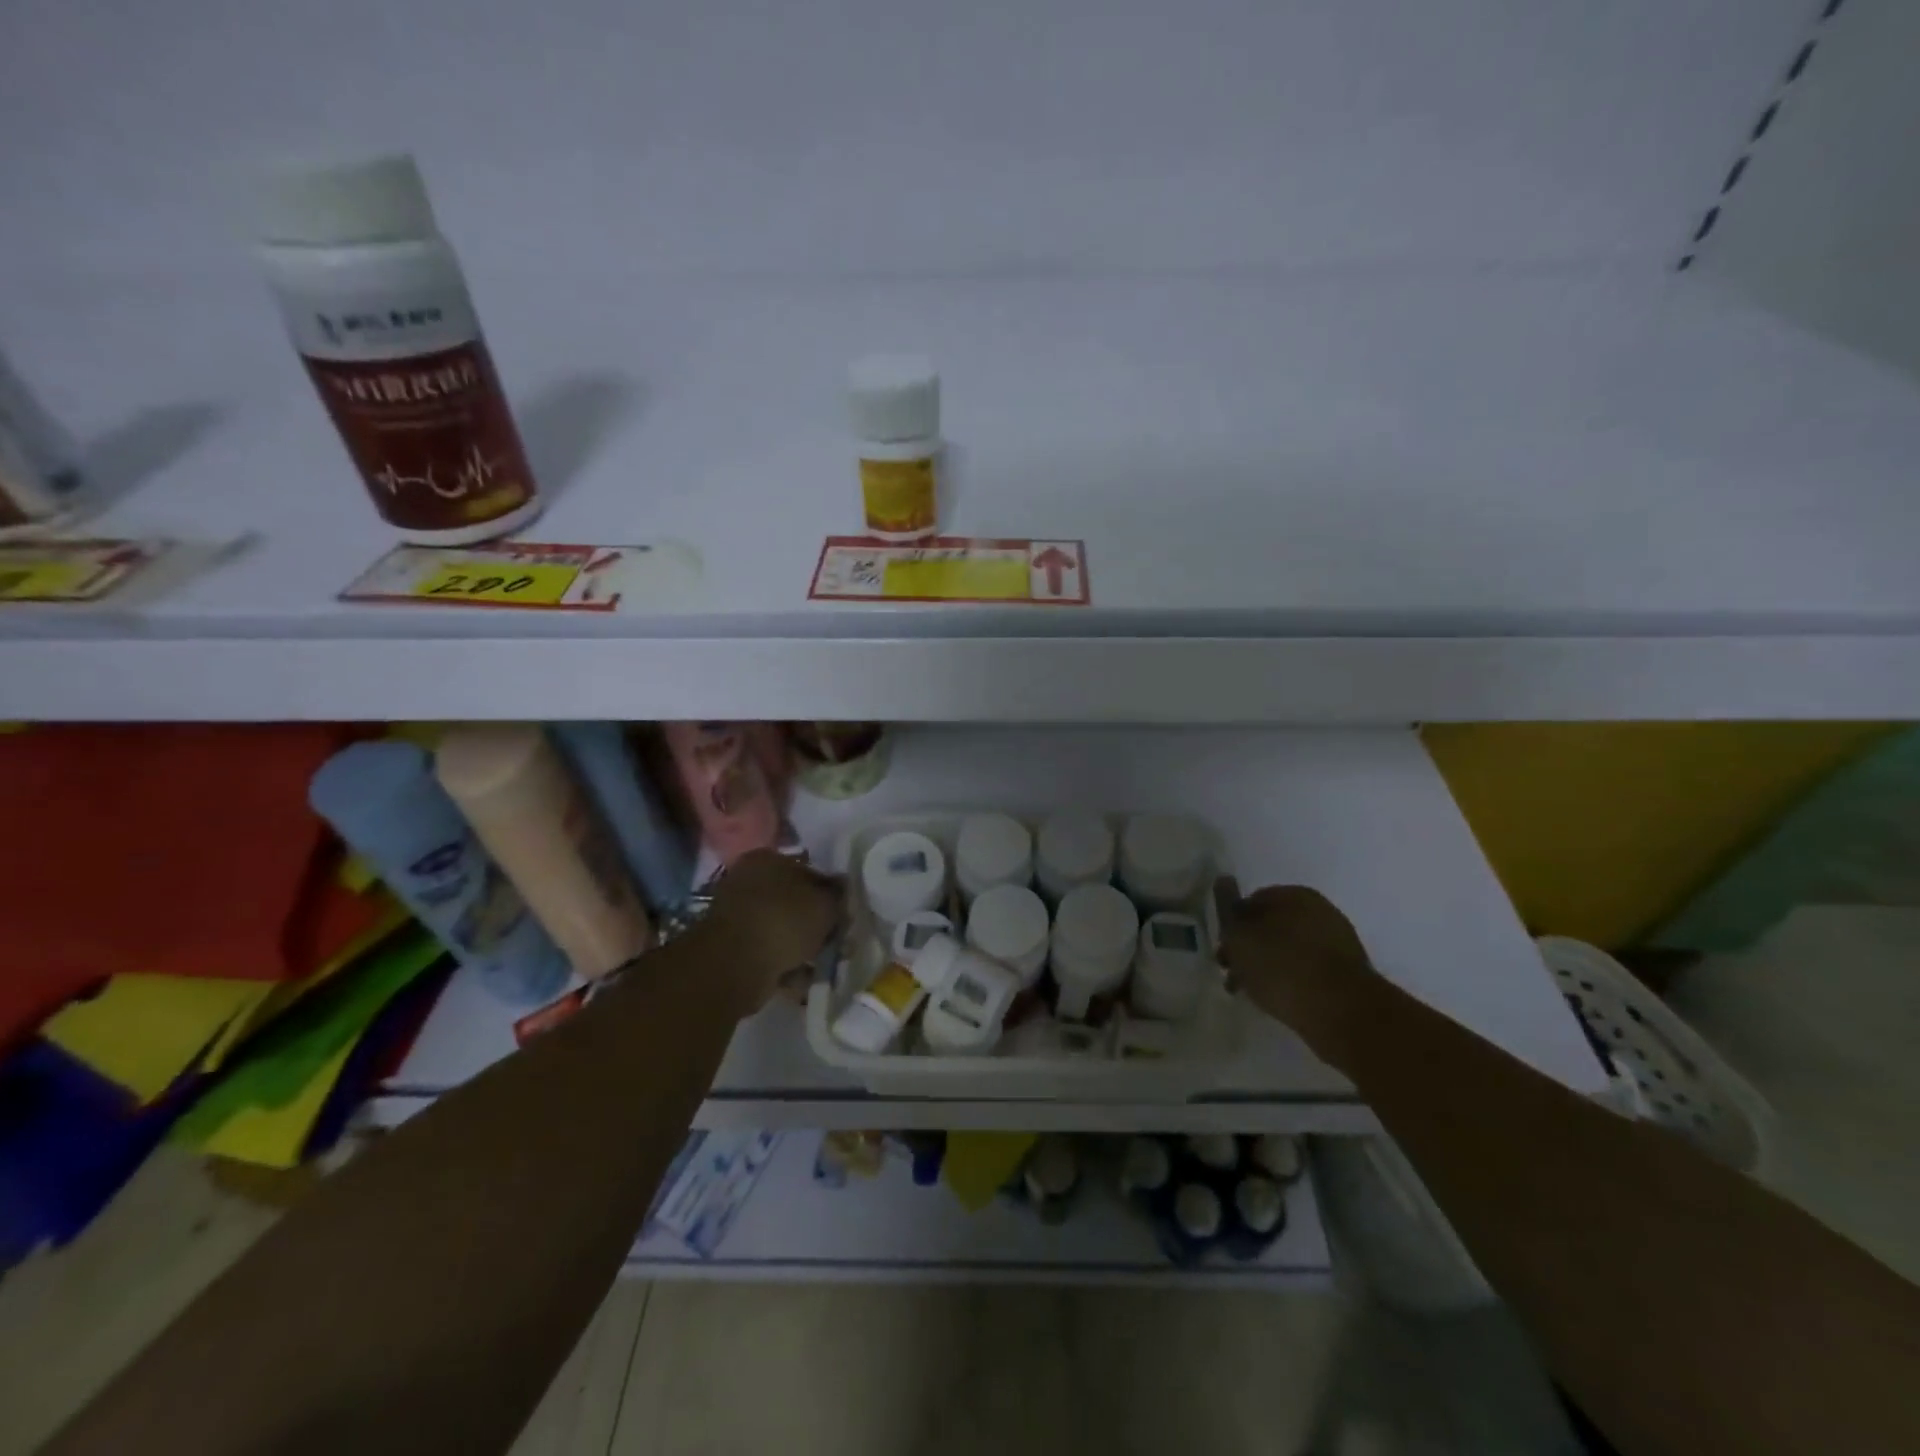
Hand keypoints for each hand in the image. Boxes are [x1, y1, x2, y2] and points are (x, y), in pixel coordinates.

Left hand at [703, 850, 842, 1013]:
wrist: (735, 965)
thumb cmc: (783, 921)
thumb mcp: (825, 904)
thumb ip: (837, 896)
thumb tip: (841, 892)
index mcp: (768, 859)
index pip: (808, 870)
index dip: (830, 892)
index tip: (843, 913)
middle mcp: (748, 882)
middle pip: (793, 901)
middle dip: (815, 923)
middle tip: (836, 941)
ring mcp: (736, 916)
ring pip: (781, 929)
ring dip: (801, 947)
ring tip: (821, 964)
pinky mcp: (731, 949)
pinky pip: (768, 954)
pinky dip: (784, 966)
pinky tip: (801, 979)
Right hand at [1214, 878, 1376, 1069]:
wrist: (1341, 1012)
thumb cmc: (1281, 966)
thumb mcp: (1239, 935)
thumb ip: (1226, 907)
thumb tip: (1224, 881)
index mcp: (1294, 894)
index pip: (1251, 901)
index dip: (1232, 926)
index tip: (1224, 951)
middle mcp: (1320, 910)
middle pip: (1271, 925)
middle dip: (1250, 948)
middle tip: (1234, 974)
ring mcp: (1338, 941)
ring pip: (1288, 949)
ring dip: (1269, 966)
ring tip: (1254, 992)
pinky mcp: (1348, 973)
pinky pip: (1308, 969)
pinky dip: (1291, 980)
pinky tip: (1281, 999)